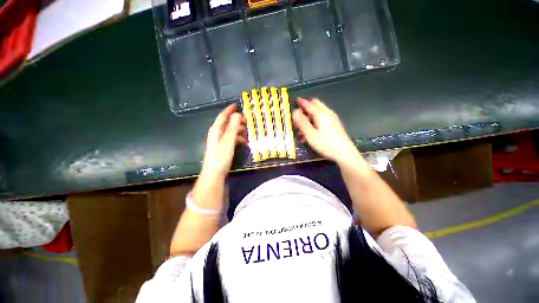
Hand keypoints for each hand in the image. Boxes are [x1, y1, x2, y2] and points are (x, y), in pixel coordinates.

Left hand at [202, 104, 245, 176]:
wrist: (214, 173)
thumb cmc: (221, 157)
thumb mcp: (228, 141)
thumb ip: (232, 128)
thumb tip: (237, 114)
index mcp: (216, 130)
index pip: (222, 117)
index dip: (229, 110)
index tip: (236, 105)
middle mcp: (216, 134)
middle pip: (226, 123)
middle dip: (236, 120)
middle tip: (246, 120)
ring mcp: (219, 142)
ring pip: (230, 131)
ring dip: (238, 129)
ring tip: (248, 131)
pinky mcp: (223, 148)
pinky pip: (231, 139)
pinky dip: (238, 138)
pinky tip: (244, 141)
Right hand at [292, 98, 357, 163]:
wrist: (345, 153)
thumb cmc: (326, 144)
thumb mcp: (310, 135)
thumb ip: (302, 123)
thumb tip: (295, 112)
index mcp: (321, 114)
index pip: (309, 104)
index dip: (301, 102)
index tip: (295, 102)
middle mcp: (327, 113)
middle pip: (315, 105)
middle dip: (306, 108)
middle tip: (298, 117)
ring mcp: (332, 118)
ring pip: (318, 112)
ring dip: (309, 117)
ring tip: (302, 128)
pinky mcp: (334, 124)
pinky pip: (322, 118)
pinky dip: (315, 121)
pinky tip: (311, 132)